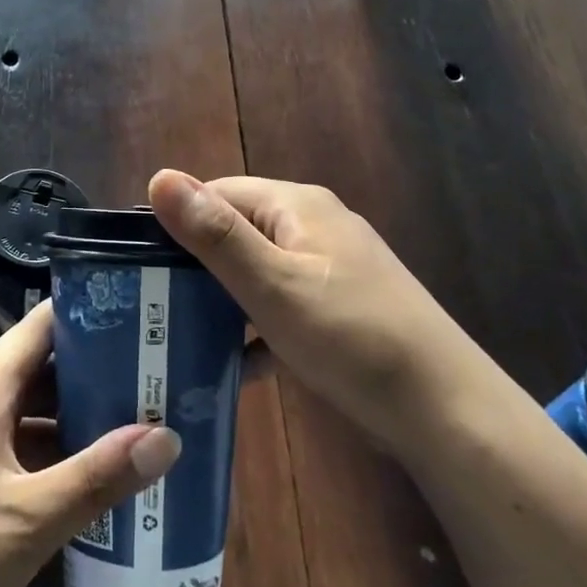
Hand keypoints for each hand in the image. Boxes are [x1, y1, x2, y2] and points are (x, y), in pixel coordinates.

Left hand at [0, 303, 180, 586]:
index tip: (142, 315)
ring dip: (81, 411)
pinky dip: (58, 446)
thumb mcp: (33, 517)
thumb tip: (167, 436)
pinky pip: (22, 440)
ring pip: (34, 406)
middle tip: (158, 372)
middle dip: (98, 367)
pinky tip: (97, 470)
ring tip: (142, 416)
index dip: (89, 313)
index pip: (42, 325)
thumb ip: (100, 475)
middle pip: (43, 364)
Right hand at [148, 170, 489, 448]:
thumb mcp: (273, 285)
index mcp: (297, 207)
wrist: (446, 410)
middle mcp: (314, 226)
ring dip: (222, 300)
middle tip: (154, 304)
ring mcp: (331, 269)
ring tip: (179, 334)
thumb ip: (215, 234)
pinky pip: (281, 305)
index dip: (178, 221)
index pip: (219, 193)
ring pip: (257, 272)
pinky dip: (255, 327)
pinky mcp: (340, 309)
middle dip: (196, 266)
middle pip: (237, 232)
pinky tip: (233, 364)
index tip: (141, 264)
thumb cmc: (351, 337)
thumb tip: (159, 177)